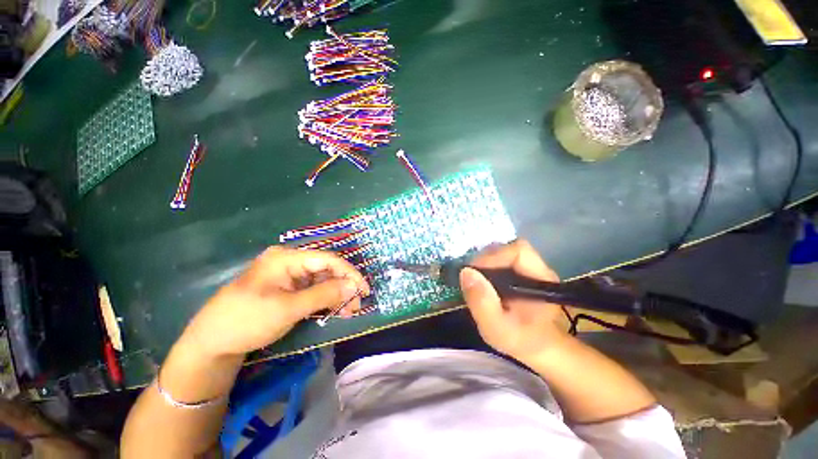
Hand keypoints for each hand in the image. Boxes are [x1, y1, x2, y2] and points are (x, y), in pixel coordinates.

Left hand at [183, 247, 369, 358]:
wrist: (211, 344)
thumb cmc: (247, 321)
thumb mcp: (289, 308)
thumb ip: (324, 294)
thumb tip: (354, 287)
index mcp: (287, 258)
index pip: (328, 260)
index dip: (349, 273)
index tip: (364, 290)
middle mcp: (289, 262)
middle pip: (326, 270)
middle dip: (343, 287)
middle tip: (355, 306)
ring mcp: (287, 276)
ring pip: (321, 281)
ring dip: (335, 295)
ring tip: (347, 311)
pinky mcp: (286, 289)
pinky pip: (312, 290)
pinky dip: (324, 300)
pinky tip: (333, 310)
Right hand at [460, 240, 570, 363]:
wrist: (538, 347)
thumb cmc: (521, 340)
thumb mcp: (497, 328)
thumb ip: (482, 302)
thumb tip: (466, 272)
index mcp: (540, 278)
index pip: (517, 251)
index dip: (492, 257)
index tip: (473, 272)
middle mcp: (538, 268)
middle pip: (508, 248)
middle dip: (485, 260)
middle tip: (471, 277)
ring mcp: (530, 268)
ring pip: (503, 252)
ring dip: (485, 263)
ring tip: (475, 281)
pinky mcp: (522, 271)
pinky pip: (501, 260)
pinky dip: (488, 267)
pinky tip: (483, 283)